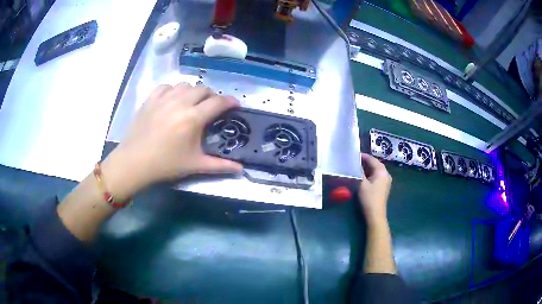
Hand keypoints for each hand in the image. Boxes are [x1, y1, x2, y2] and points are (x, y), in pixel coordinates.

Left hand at [101, 83, 242, 197]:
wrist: (134, 162)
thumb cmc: (165, 164)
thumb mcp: (194, 165)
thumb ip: (220, 165)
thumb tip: (241, 169)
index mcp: (193, 118)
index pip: (218, 102)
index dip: (230, 102)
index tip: (235, 105)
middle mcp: (180, 102)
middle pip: (203, 89)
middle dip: (212, 96)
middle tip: (212, 107)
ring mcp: (163, 98)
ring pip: (185, 85)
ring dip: (193, 92)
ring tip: (192, 102)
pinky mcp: (150, 99)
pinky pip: (167, 86)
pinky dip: (174, 90)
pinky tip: (173, 100)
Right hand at [358, 153, 391, 225]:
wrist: (375, 214)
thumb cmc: (369, 198)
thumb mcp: (362, 183)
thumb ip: (359, 172)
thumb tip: (355, 163)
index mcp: (382, 172)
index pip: (373, 160)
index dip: (364, 156)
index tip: (355, 154)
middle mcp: (386, 174)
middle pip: (376, 164)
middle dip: (366, 162)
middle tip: (355, 160)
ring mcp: (386, 181)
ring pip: (376, 170)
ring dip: (368, 168)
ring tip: (357, 166)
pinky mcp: (384, 187)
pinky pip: (377, 176)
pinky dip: (370, 174)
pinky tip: (363, 175)